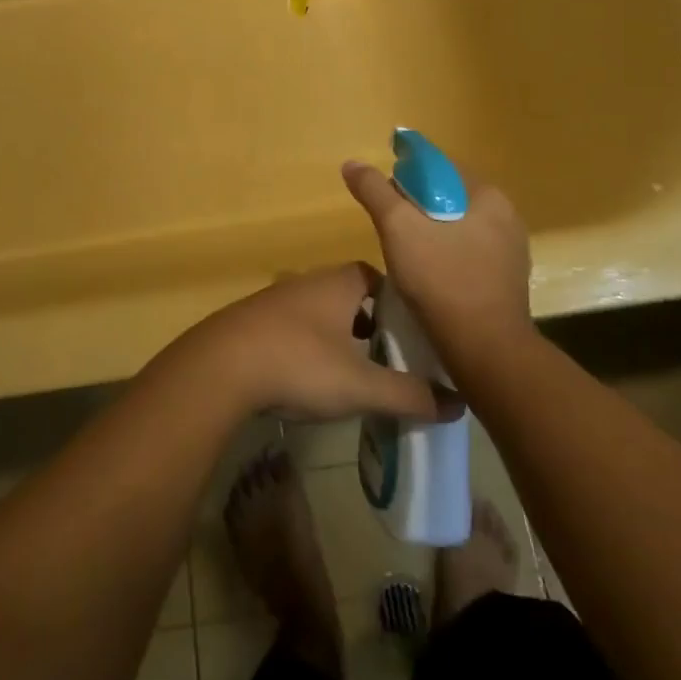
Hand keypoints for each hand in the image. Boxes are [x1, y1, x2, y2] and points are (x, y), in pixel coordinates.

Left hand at [172, 263, 456, 423]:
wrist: (222, 366)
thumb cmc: (300, 363)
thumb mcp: (361, 385)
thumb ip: (410, 394)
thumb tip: (459, 404)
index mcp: (338, 284)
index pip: (374, 276)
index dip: (395, 299)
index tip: (411, 330)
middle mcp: (308, 283)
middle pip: (347, 294)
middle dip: (369, 321)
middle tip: (389, 357)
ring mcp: (277, 301)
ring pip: (319, 312)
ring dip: (337, 335)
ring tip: (354, 371)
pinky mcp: (253, 323)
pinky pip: (292, 327)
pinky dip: (308, 346)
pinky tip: (310, 378)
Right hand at [340, 159, 532, 360]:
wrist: (486, 352)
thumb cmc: (442, 280)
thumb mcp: (398, 228)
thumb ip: (375, 191)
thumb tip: (352, 163)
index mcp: (488, 196)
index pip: (440, 168)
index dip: (406, 176)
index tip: (384, 198)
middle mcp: (506, 217)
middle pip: (447, 197)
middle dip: (415, 208)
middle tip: (389, 229)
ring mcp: (509, 251)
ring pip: (456, 227)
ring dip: (429, 233)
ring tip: (403, 255)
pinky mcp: (505, 280)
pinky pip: (467, 253)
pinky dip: (444, 256)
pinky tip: (427, 276)